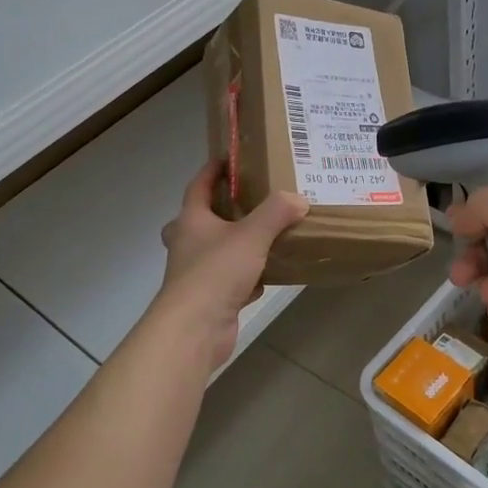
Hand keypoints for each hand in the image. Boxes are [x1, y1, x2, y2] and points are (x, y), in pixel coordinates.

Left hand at [156, 161, 308, 365]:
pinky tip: (266, 278)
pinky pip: (230, 281)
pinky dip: (247, 278)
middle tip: (243, 203)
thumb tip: (298, 198)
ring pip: (215, 252)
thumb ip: (276, 213)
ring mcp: (196, 274)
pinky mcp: (209, 299)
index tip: (228, 158)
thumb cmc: (216, 273)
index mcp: (191, 221)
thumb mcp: (252, 236)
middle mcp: (189, 244)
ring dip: (234, 245)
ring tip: (264, 237)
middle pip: (198, 220)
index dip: (212, 170)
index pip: (198, 186)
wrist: (195, 329)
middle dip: (217, 211)